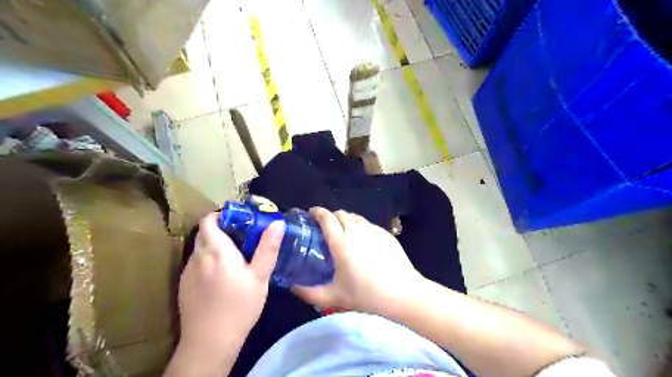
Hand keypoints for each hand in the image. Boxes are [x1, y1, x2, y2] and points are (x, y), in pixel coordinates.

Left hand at [176, 213, 283, 348]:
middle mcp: (197, 256)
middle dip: (222, 231)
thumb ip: (268, 247)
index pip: (209, 220)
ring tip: (234, 259)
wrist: (210, 342)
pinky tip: (221, 278)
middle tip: (243, 240)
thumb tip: (277, 222)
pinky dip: (208, 262)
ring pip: (200, 249)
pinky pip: (196, 264)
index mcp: (216, 250)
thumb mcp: (260, 276)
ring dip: (214, 247)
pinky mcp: (183, 286)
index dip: (222, 216)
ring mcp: (187, 272)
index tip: (240, 222)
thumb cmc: (240, 306)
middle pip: (205, 233)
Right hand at [292, 208, 421, 316]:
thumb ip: (308, 292)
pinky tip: (363, 241)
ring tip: (344, 232)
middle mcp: (356, 230)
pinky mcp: (386, 234)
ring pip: (355, 217)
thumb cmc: (366, 294)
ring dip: (346, 220)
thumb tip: (291, 286)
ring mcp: (373, 230)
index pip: (326, 217)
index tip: (311, 214)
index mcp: (341, 242)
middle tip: (326, 228)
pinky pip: (368, 224)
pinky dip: (360, 226)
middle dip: (330, 216)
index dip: (317, 212)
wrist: (402, 293)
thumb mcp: (333, 297)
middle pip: (340, 213)